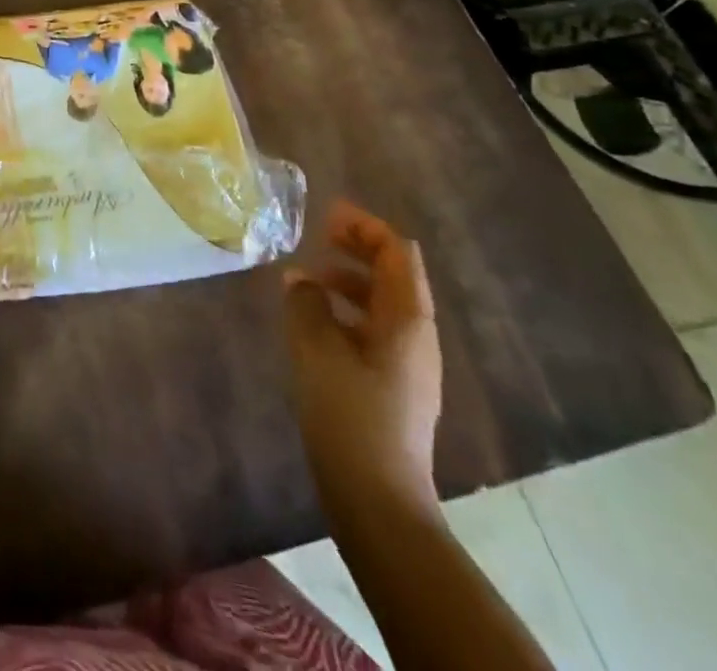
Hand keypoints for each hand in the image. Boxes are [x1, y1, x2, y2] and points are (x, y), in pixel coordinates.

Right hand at [282, 200, 442, 513]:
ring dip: (348, 281)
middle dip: (358, 249)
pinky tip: (314, 322)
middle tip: (317, 235)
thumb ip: (305, 305)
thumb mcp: (317, 350)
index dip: (365, 226)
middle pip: (393, 275)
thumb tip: (300, 279)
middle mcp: (416, 336)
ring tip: (307, 278)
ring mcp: (409, 365)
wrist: (379, 501)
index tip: (327, 214)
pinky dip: (347, 312)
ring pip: (382, 304)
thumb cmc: (350, 415)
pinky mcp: (394, 388)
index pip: (397, 253)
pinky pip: (374, 330)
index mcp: (407, 320)